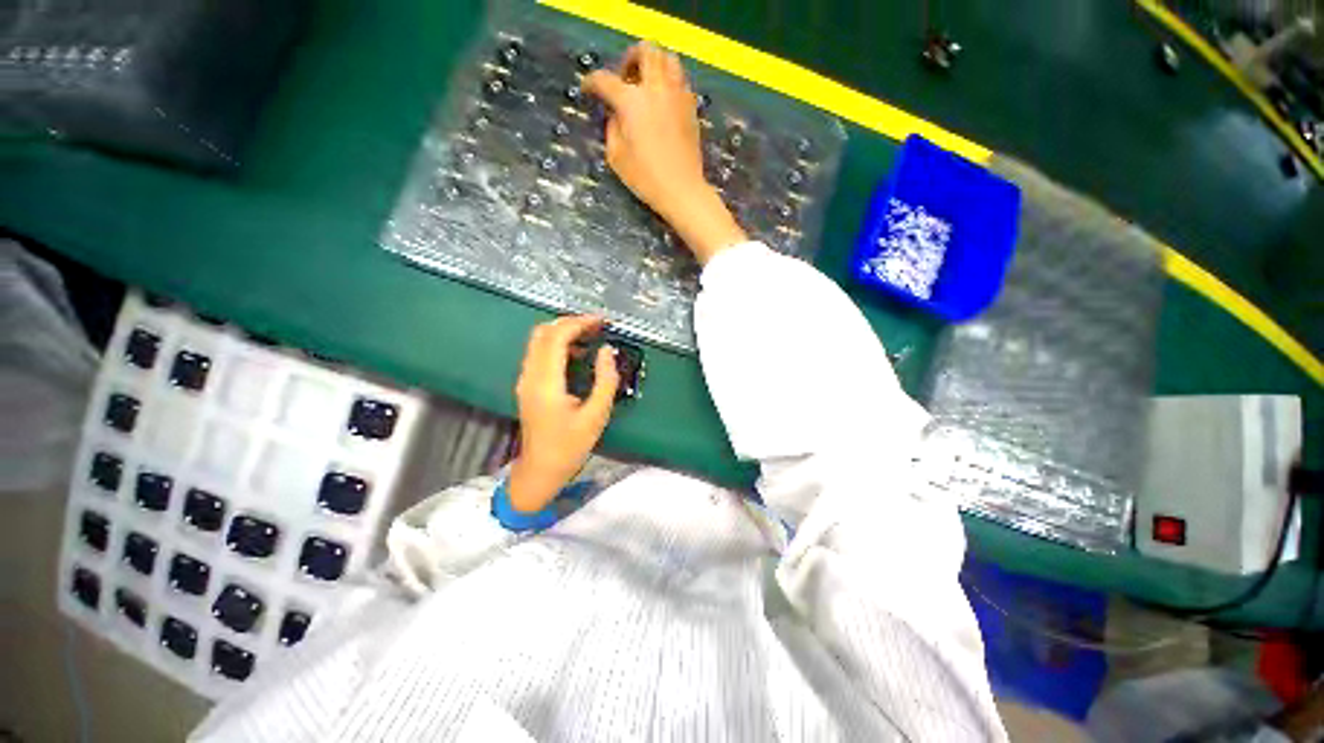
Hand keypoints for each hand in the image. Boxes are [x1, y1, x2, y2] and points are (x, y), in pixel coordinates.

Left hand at [509, 315, 619, 512]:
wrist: (540, 470)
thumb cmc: (569, 446)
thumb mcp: (596, 415)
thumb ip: (605, 380)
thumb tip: (607, 351)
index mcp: (546, 382)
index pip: (557, 338)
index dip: (579, 323)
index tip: (602, 322)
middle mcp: (530, 375)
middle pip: (543, 332)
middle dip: (570, 323)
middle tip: (597, 326)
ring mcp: (525, 380)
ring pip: (539, 341)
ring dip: (563, 332)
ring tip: (591, 336)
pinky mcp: (528, 385)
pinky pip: (539, 354)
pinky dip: (558, 345)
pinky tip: (578, 354)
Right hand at [584, 42, 746, 264]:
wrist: (682, 190)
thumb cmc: (646, 178)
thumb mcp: (616, 156)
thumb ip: (612, 127)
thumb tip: (616, 113)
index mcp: (632, 101)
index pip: (605, 80)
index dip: (592, 82)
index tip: (588, 89)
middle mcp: (656, 89)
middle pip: (645, 50)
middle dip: (630, 58)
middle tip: (625, 77)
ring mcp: (677, 95)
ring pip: (668, 58)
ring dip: (654, 63)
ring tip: (647, 85)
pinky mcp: (691, 106)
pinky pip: (681, 79)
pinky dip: (669, 80)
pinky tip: (663, 100)